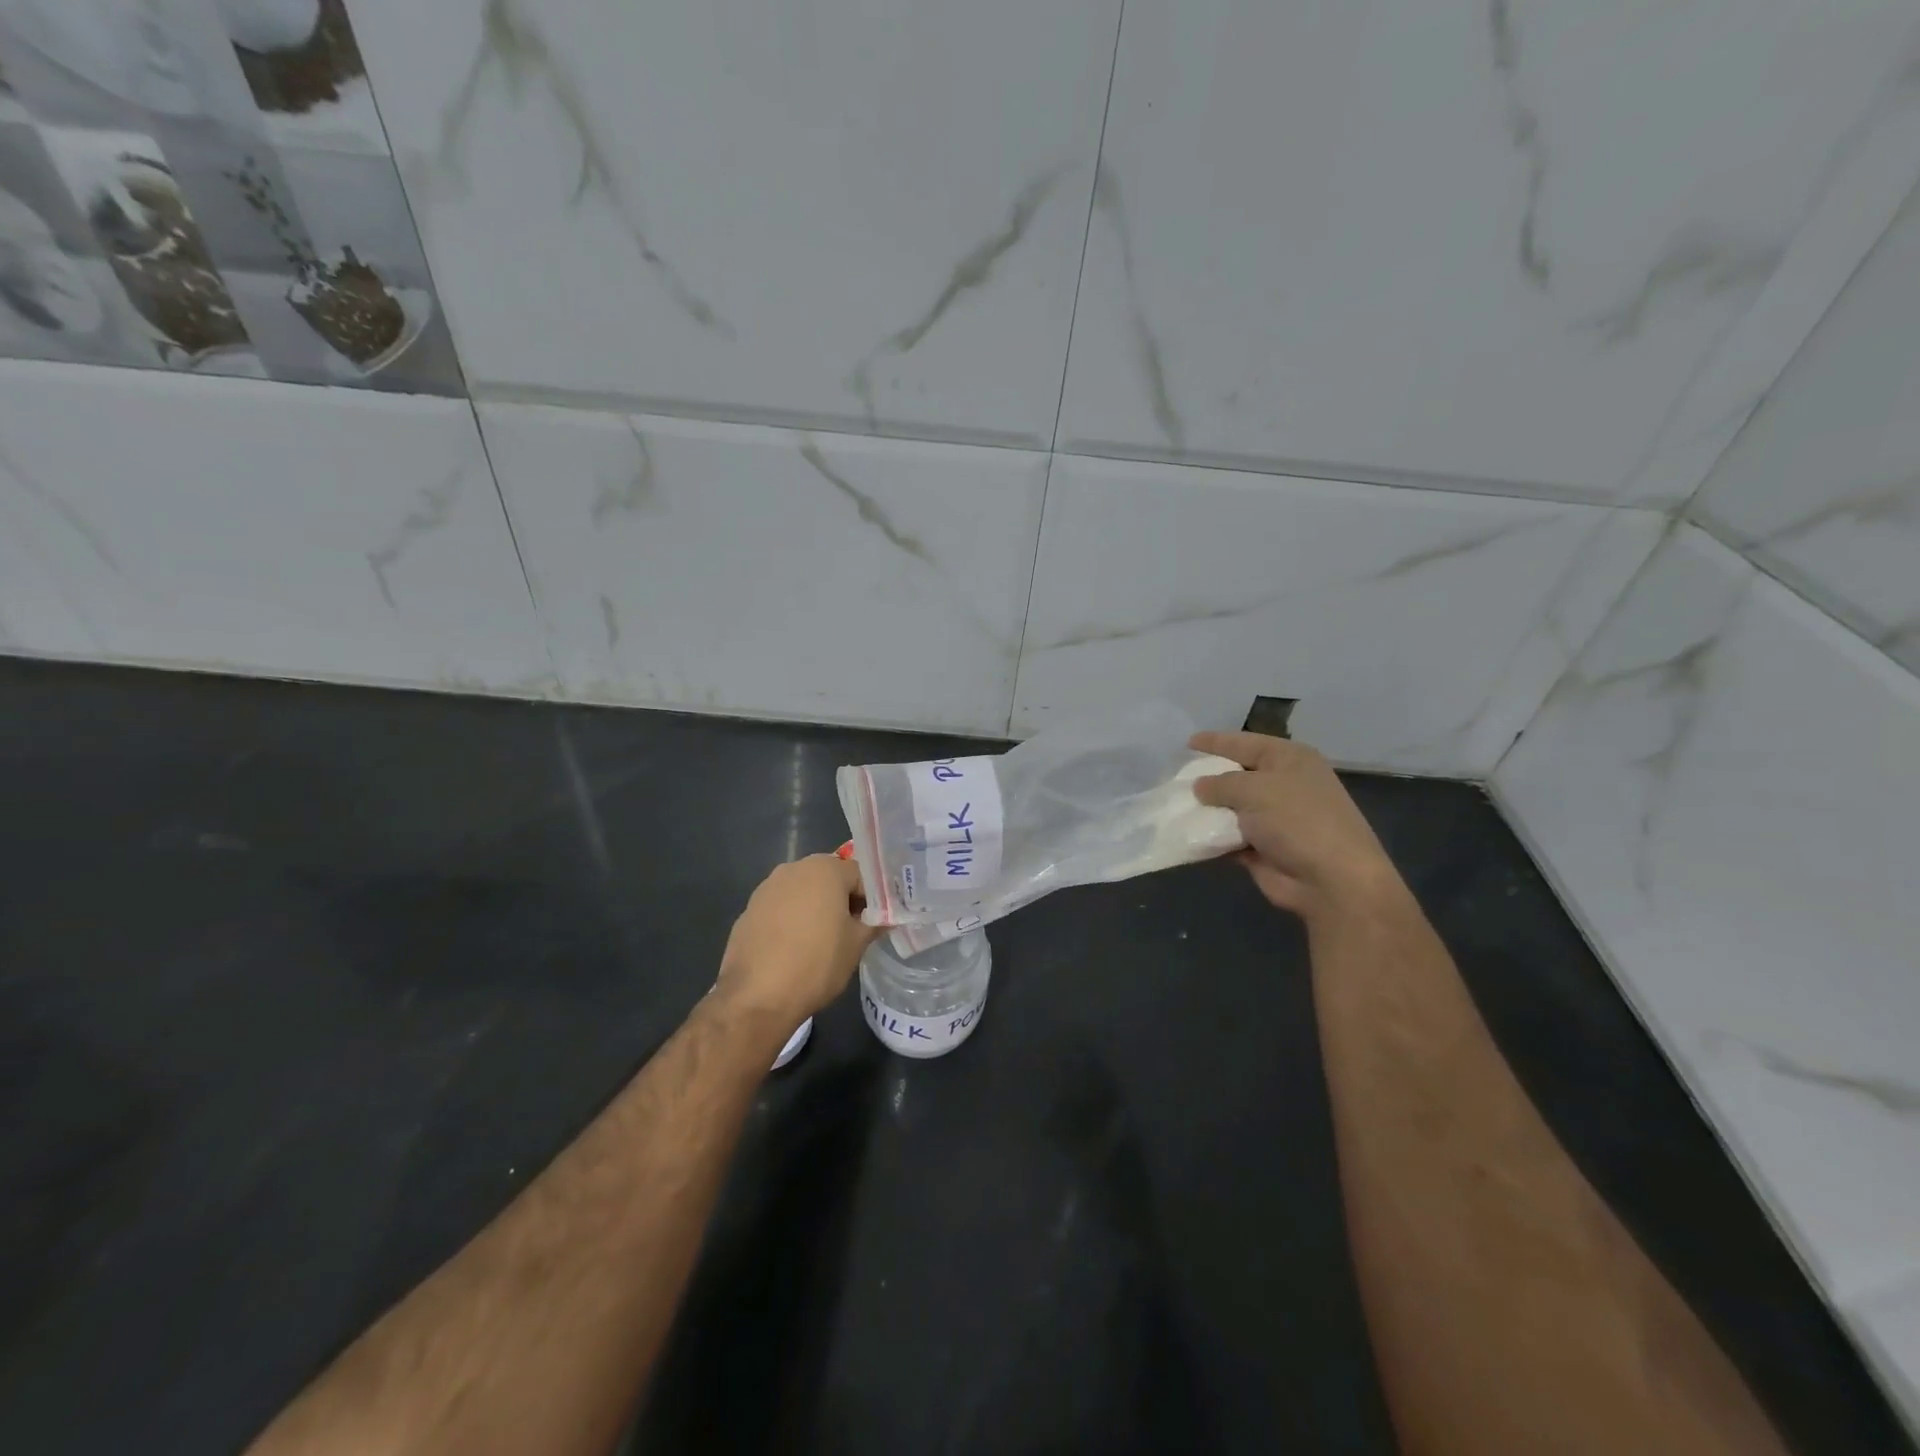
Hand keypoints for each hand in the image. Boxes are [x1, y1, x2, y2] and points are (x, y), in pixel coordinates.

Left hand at [717, 854, 880, 1023]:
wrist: (757, 997)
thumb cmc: (817, 963)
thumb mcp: (856, 945)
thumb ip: (874, 923)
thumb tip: (885, 918)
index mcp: (825, 869)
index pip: (861, 874)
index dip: (873, 898)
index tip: (875, 922)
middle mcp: (794, 868)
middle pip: (830, 877)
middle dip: (843, 899)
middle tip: (852, 929)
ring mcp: (767, 888)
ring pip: (803, 891)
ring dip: (816, 907)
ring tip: (821, 940)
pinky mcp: (749, 910)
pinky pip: (780, 907)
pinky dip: (791, 919)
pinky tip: (793, 948)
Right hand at [1190, 732, 1400, 918]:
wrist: (1332, 880)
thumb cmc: (1297, 820)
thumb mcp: (1254, 790)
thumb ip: (1220, 783)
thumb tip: (1200, 787)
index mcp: (1289, 760)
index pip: (1245, 742)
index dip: (1216, 741)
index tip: (1187, 742)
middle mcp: (1284, 785)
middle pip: (1237, 774)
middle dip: (1208, 776)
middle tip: (1175, 776)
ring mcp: (1275, 819)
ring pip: (1231, 808)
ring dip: (1206, 810)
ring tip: (1172, 805)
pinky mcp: (1265, 849)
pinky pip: (1229, 837)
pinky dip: (1211, 837)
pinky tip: (1186, 834)